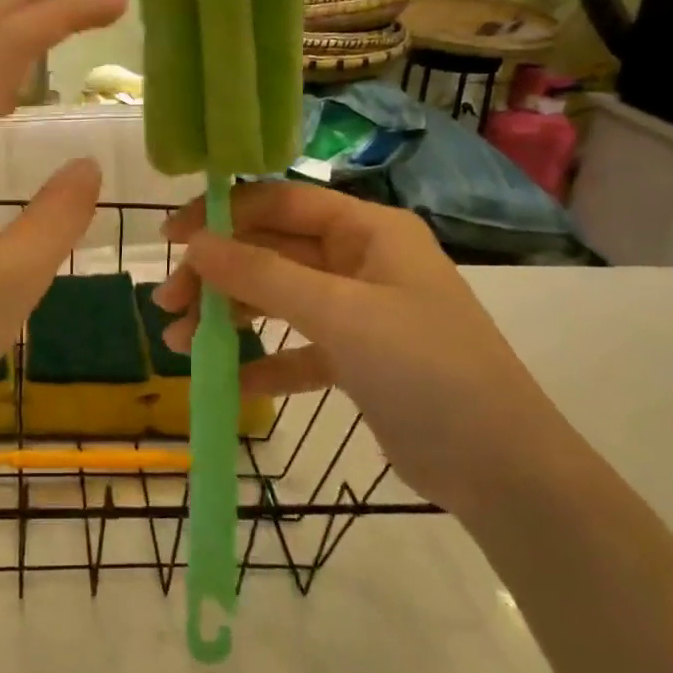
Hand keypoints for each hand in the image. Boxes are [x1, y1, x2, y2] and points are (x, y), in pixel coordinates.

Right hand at [154, 181, 563, 513]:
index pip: (279, 203)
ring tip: (182, 344)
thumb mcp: (340, 314)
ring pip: (279, 298)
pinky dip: (265, 360)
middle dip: (218, 274)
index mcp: (367, 230)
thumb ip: (263, 275)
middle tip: (168, 304)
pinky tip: (231, 380)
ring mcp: (360, 310)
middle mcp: (361, 260)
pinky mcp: (359, 359)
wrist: (504, 470)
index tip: (172, 240)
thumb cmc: (426, 369)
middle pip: (272, 251)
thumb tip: (195, 244)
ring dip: (232, 316)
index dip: (222, 214)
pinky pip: (298, 348)